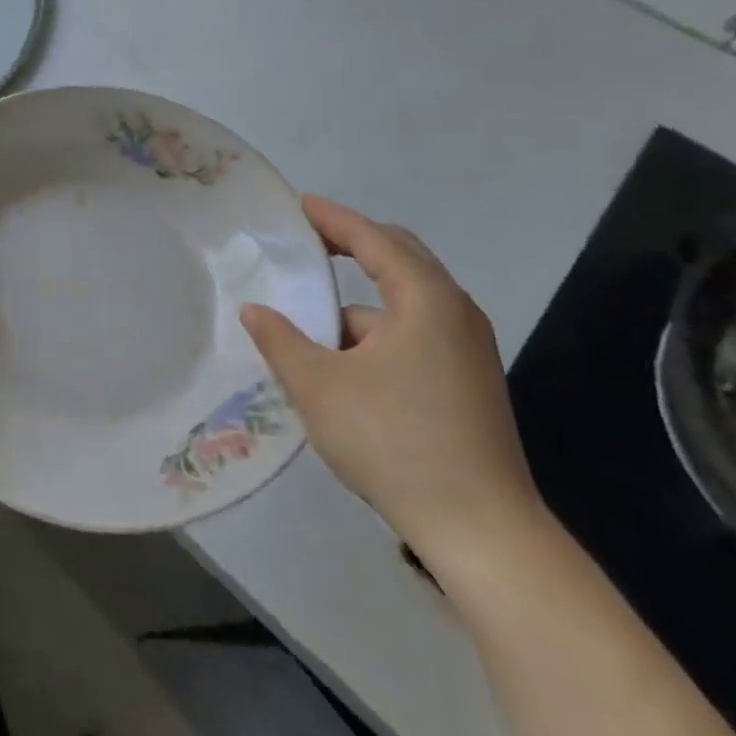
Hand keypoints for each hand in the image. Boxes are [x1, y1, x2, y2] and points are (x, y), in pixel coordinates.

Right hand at [240, 196, 543, 569]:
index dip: (332, 218)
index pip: (373, 239)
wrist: (481, 531)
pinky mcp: (468, 382)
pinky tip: (344, 366)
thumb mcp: (318, 386)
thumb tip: (255, 310)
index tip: (298, 205)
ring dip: (358, 304)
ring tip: (310, 323)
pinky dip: (375, 335)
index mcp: (425, 300)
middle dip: (352, 247)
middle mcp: (454, 313)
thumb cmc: (394, 441)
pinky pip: (413, 334)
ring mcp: (467, 350)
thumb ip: (280, 340)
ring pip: (403, 304)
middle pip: (399, 259)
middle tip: (306, 245)